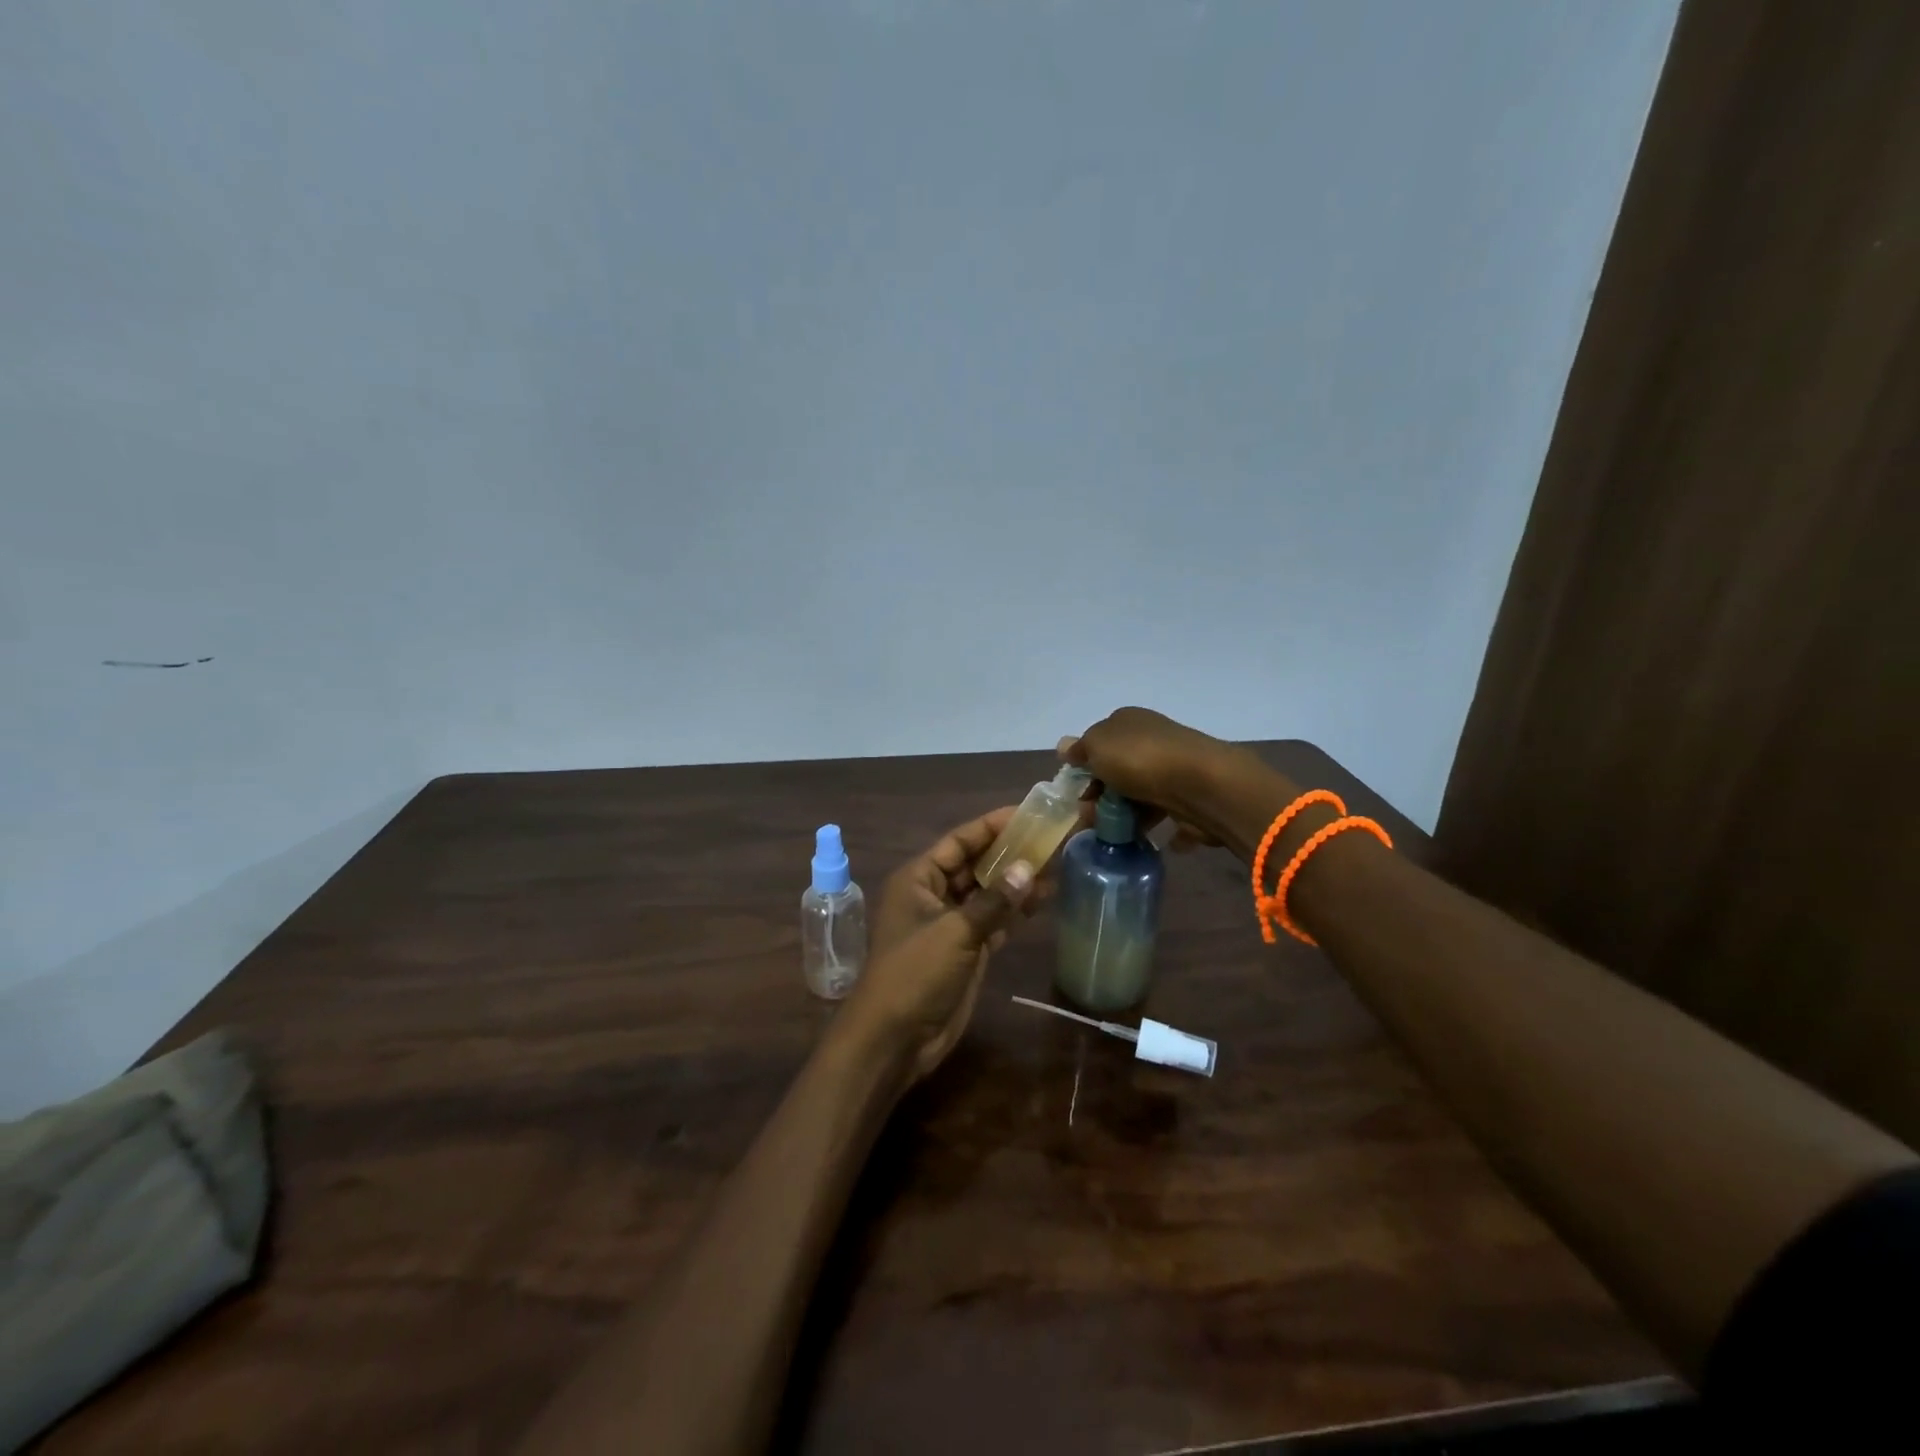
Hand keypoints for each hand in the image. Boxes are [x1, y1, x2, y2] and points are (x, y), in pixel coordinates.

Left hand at [846, 809, 1043, 1080]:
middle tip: (1052, 837)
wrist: (894, 1038)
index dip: (993, 825)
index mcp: (919, 878)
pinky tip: (1045, 898)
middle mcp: (933, 894)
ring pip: (988, 892)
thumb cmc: (914, 973)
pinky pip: (994, 920)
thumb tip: (1030, 868)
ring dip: (1017, 881)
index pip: (960, 840)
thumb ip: (994, 900)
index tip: (1029, 813)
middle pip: (975, 864)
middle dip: (1010, 853)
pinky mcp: (965, 950)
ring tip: (1057, 863)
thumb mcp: (955, 932)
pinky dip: (1016, 911)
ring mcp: (950, 923)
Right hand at [1059, 707, 1245, 848]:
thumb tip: (1065, 746)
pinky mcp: (1193, 797)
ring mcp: (1175, 768)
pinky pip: (1171, 814)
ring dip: (1128, 816)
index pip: (1100, 742)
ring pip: (1143, 794)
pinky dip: (1163, 829)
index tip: (1077, 793)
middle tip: (1091, 819)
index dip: (1085, 767)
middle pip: (1119, 771)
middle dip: (1102, 796)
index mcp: (1129, 722)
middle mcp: (1153, 740)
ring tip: (1116, 836)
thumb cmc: (1140, 759)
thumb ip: (1080, 749)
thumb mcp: (1097, 746)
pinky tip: (1152, 840)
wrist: (1201, 785)